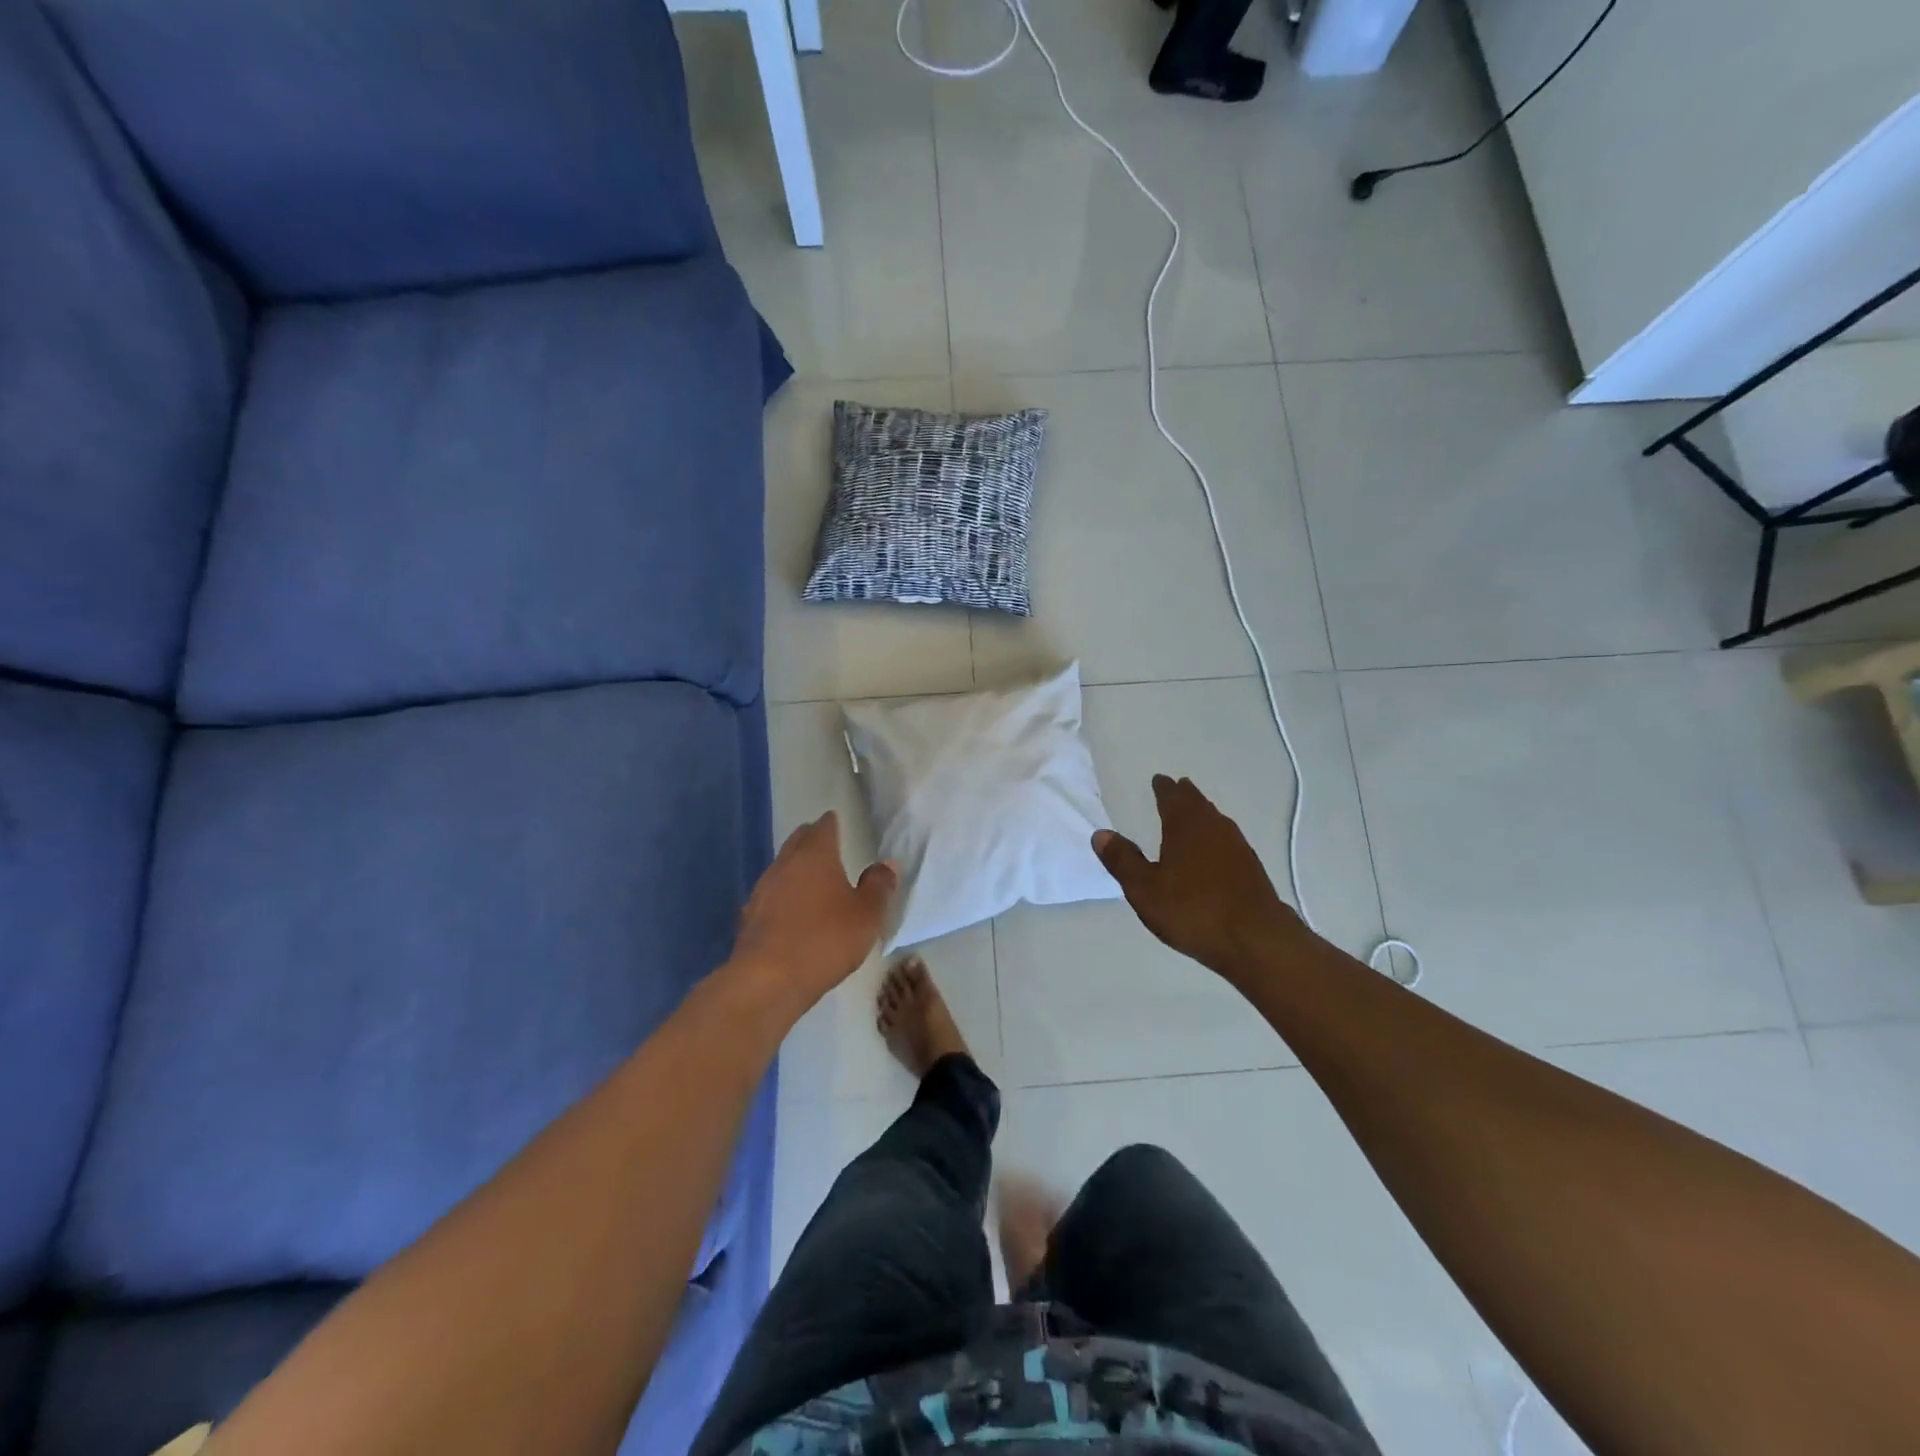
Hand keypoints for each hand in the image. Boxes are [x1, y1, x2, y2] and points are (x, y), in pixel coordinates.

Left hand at [731, 812, 896, 1016]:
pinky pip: (771, 894)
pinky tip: (790, 910)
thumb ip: (879, 886)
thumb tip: (887, 864)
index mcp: (816, 855)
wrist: (768, 979)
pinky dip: (783, 895)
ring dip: (795, 868)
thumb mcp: (867, 915)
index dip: (831, 823)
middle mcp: (785, 864)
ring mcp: (763, 889)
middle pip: (797, 841)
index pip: (823, 827)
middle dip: (810, 839)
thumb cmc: (825, 939)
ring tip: (810, 877)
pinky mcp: (749, 916)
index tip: (835, 821)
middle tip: (824, 843)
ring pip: (782, 867)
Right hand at [1094, 775, 1308, 981]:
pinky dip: (1215, 835)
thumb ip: (1123, 860)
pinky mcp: (1251, 868)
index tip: (1159, 780)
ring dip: (1202, 813)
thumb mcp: (1145, 889)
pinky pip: (1227, 839)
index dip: (1163, 788)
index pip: (1172, 797)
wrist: (1256, 940)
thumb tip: (1101, 834)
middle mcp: (1214, 828)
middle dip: (1185, 795)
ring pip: (1215, 820)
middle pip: (1197, 803)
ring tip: (1193, 815)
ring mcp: (1237, 847)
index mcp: (1185, 826)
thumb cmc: (1193, 911)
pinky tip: (1214, 850)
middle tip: (1176, 788)